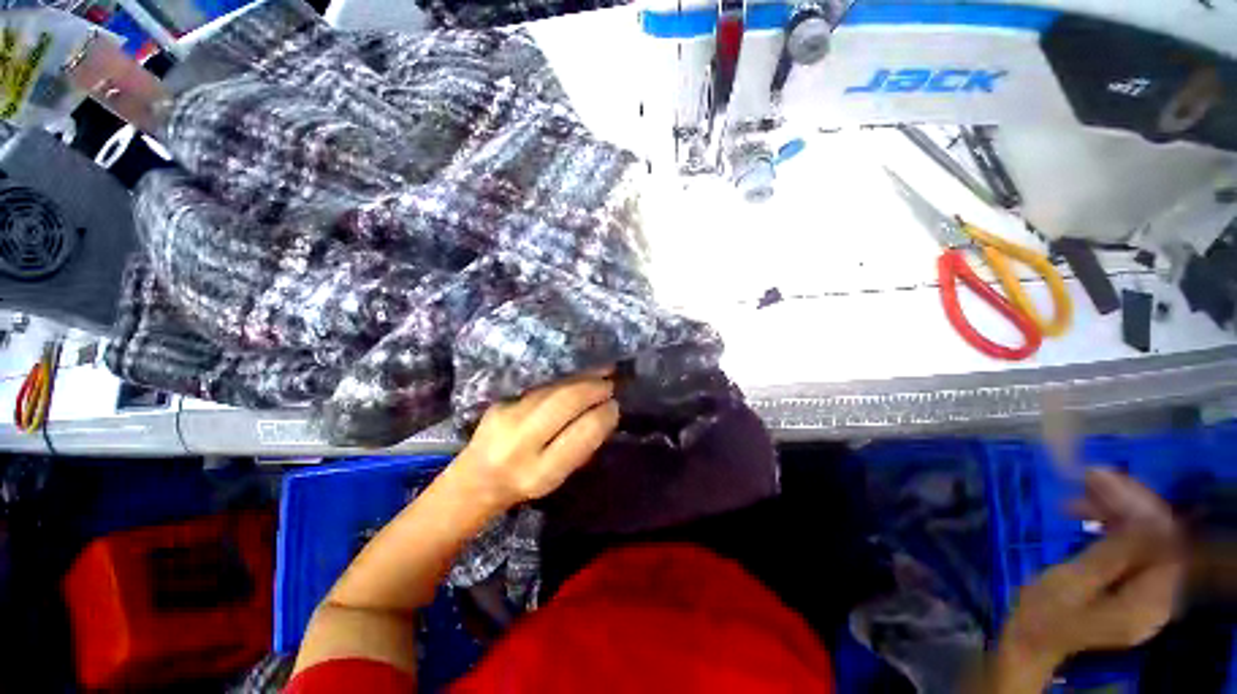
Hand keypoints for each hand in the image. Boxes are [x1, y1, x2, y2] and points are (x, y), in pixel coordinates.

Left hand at [450, 370, 619, 511]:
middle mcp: (520, 442)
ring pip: (553, 389)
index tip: (615, 407)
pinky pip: (543, 386)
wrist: (477, 479)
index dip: (602, 417)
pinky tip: (581, 376)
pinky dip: (566, 380)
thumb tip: (606, 414)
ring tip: (603, 373)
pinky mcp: (502, 401)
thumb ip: (581, 447)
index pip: (580, 435)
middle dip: (593, 389)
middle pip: (565, 403)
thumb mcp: (558, 477)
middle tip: (611, 385)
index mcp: (540, 472)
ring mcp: (507, 417)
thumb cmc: (526, 483)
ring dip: (582, 379)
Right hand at [1000, 469, 1182, 673]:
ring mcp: (1147, 590)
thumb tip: (1146, 519)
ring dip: (1118, 510)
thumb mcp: (1073, 583)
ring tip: (1082, 489)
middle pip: (1159, 537)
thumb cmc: (1045, 613)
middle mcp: (1159, 594)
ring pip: (1146, 537)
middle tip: (1090, 476)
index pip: (1166, 543)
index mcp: (1150, 601)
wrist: (1031, 639)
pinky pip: (1133, 546)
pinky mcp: (1132, 584)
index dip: (1142, 506)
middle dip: (1128, 503)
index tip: (1105, 478)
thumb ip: (1113, 554)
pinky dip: (1112, 524)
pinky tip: (1086, 511)